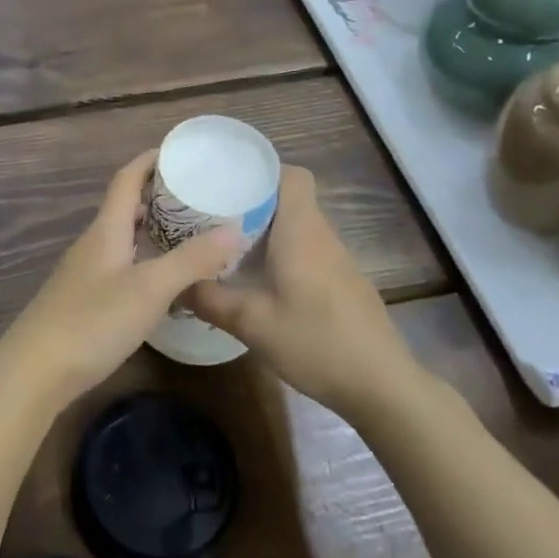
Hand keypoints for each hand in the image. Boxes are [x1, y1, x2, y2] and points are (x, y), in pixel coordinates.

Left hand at [0, 150, 241, 407]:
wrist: (34, 371)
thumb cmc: (93, 321)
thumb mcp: (150, 289)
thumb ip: (192, 260)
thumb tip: (236, 228)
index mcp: (106, 229)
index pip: (126, 179)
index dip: (150, 161)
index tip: (180, 153)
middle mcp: (93, 243)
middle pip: (124, 207)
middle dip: (157, 197)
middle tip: (197, 198)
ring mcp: (84, 273)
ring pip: (122, 238)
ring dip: (151, 230)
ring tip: (187, 236)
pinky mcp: (82, 300)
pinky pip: (119, 265)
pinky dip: (143, 260)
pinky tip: (161, 282)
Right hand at [190, 165, 422, 413]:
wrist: (382, 386)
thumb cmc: (316, 342)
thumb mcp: (252, 323)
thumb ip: (210, 299)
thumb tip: (176, 283)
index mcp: (301, 231)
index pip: (291, 175)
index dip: (262, 171)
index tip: (228, 181)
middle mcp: (322, 236)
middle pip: (289, 200)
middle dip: (252, 202)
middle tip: (213, 216)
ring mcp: (338, 261)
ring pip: (299, 228)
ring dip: (267, 231)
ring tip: (228, 246)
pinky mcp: (344, 284)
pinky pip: (308, 252)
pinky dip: (283, 255)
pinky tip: (262, 283)